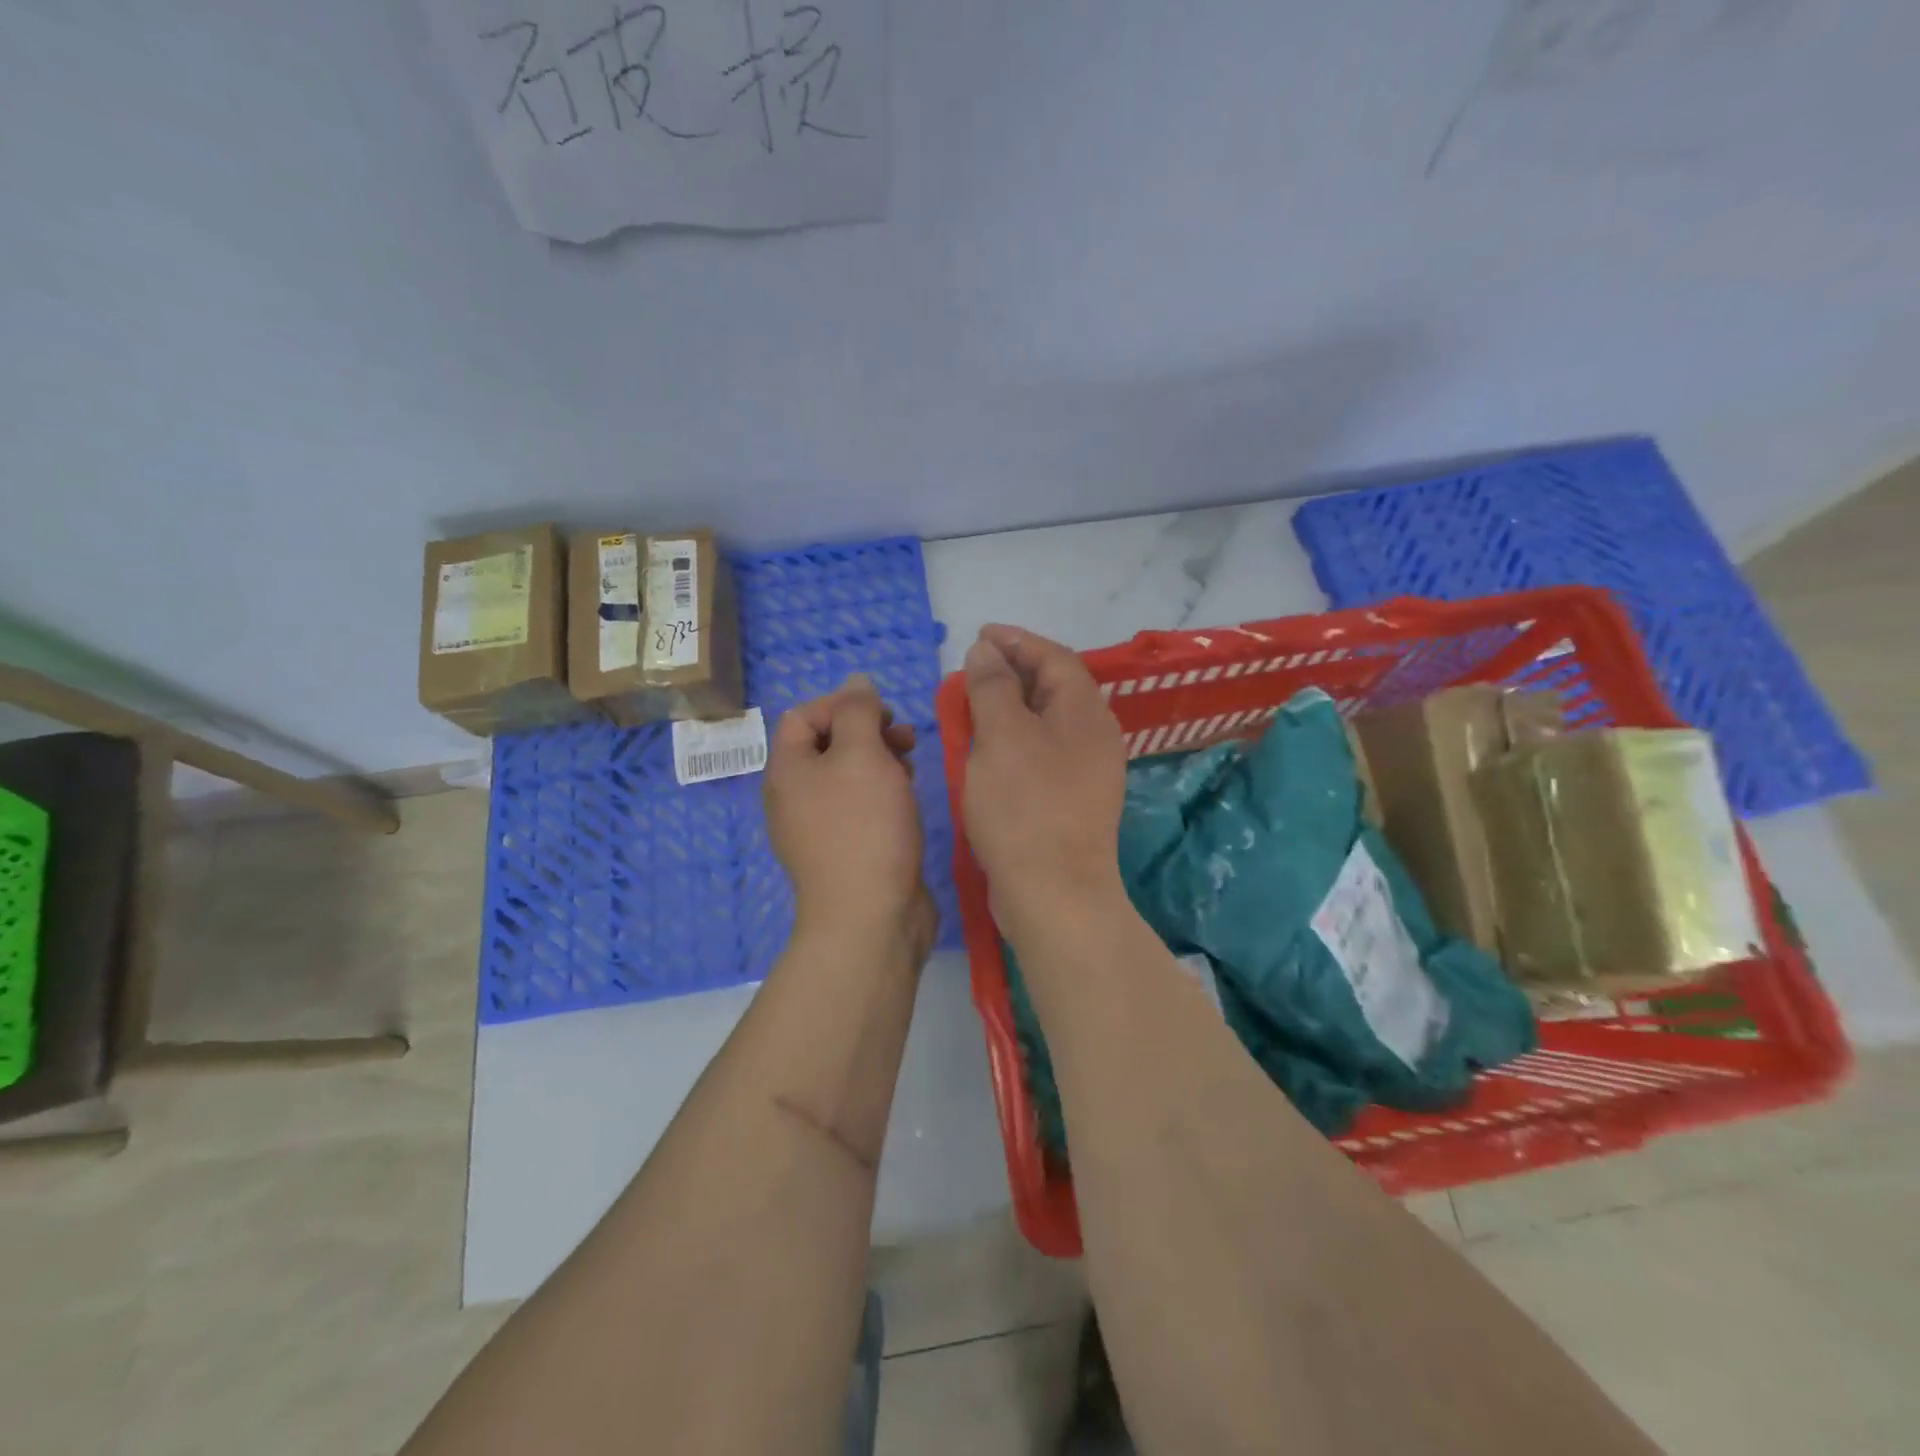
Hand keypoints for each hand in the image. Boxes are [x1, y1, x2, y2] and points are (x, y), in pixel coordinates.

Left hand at [765, 674, 934, 960]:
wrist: (869, 917)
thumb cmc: (864, 827)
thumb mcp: (862, 755)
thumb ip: (858, 712)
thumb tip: (856, 683)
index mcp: (787, 770)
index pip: (803, 715)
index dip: (842, 704)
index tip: (883, 714)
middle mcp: (794, 797)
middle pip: (826, 744)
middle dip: (867, 732)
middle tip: (905, 739)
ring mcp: (817, 828)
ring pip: (847, 776)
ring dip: (879, 761)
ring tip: (911, 767)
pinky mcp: (844, 851)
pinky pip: (858, 807)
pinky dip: (881, 793)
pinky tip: (906, 800)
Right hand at [961, 625, 1127, 936]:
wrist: (1053, 892)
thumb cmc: (1025, 806)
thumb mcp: (1001, 736)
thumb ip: (992, 686)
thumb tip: (987, 650)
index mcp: (1086, 713)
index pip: (1055, 658)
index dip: (1017, 641)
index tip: (980, 634)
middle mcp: (1094, 736)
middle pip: (1054, 688)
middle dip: (1012, 672)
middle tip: (972, 668)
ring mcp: (1086, 771)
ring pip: (1046, 722)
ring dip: (1010, 706)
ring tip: (972, 703)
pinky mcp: (1070, 800)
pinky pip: (1041, 752)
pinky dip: (1013, 739)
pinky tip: (986, 749)